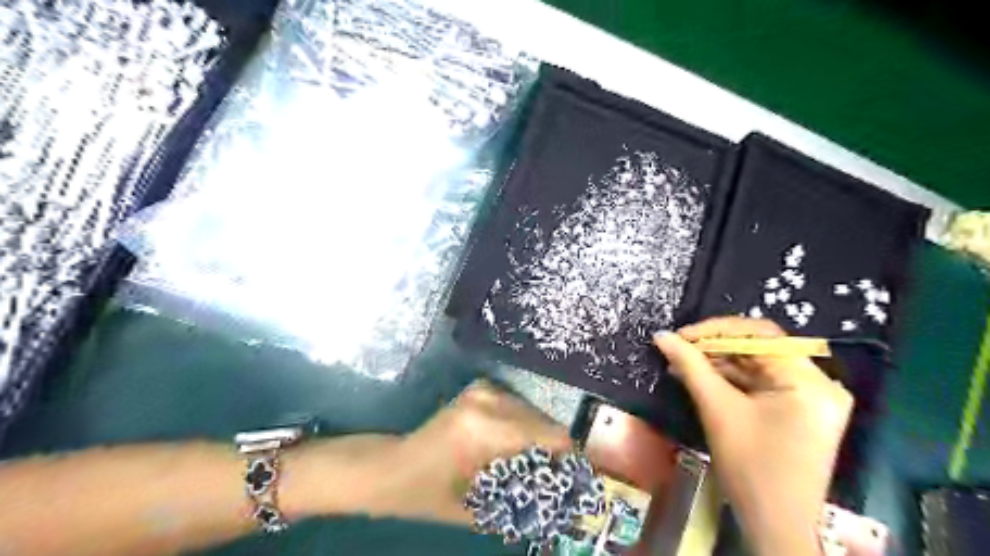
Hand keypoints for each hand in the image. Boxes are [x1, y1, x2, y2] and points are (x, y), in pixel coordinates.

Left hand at [339, 380, 576, 528]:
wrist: (389, 466)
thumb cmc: (424, 493)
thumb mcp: (474, 510)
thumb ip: (519, 504)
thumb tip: (559, 505)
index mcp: (484, 428)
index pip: (545, 435)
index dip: (568, 456)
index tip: (581, 476)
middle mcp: (487, 400)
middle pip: (541, 422)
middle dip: (555, 448)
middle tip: (562, 475)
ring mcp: (482, 390)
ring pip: (531, 412)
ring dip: (540, 436)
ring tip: (542, 463)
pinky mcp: (479, 389)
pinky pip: (516, 406)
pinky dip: (524, 426)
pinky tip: (520, 446)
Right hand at [657, 318, 855, 554]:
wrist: (775, 525)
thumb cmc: (750, 468)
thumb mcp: (717, 409)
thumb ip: (690, 366)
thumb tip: (661, 335)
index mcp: (808, 381)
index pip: (760, 334)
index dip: (716, 330)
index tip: (681, 336)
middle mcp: (818, 383)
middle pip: (760, 348)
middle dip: (715, 347)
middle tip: (678, 349)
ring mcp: (811, 397)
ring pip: (757, 364)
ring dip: (719, 363)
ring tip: (682, 363)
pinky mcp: (799, 410)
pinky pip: (761, 383)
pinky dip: (731, 379)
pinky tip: (700, 378)